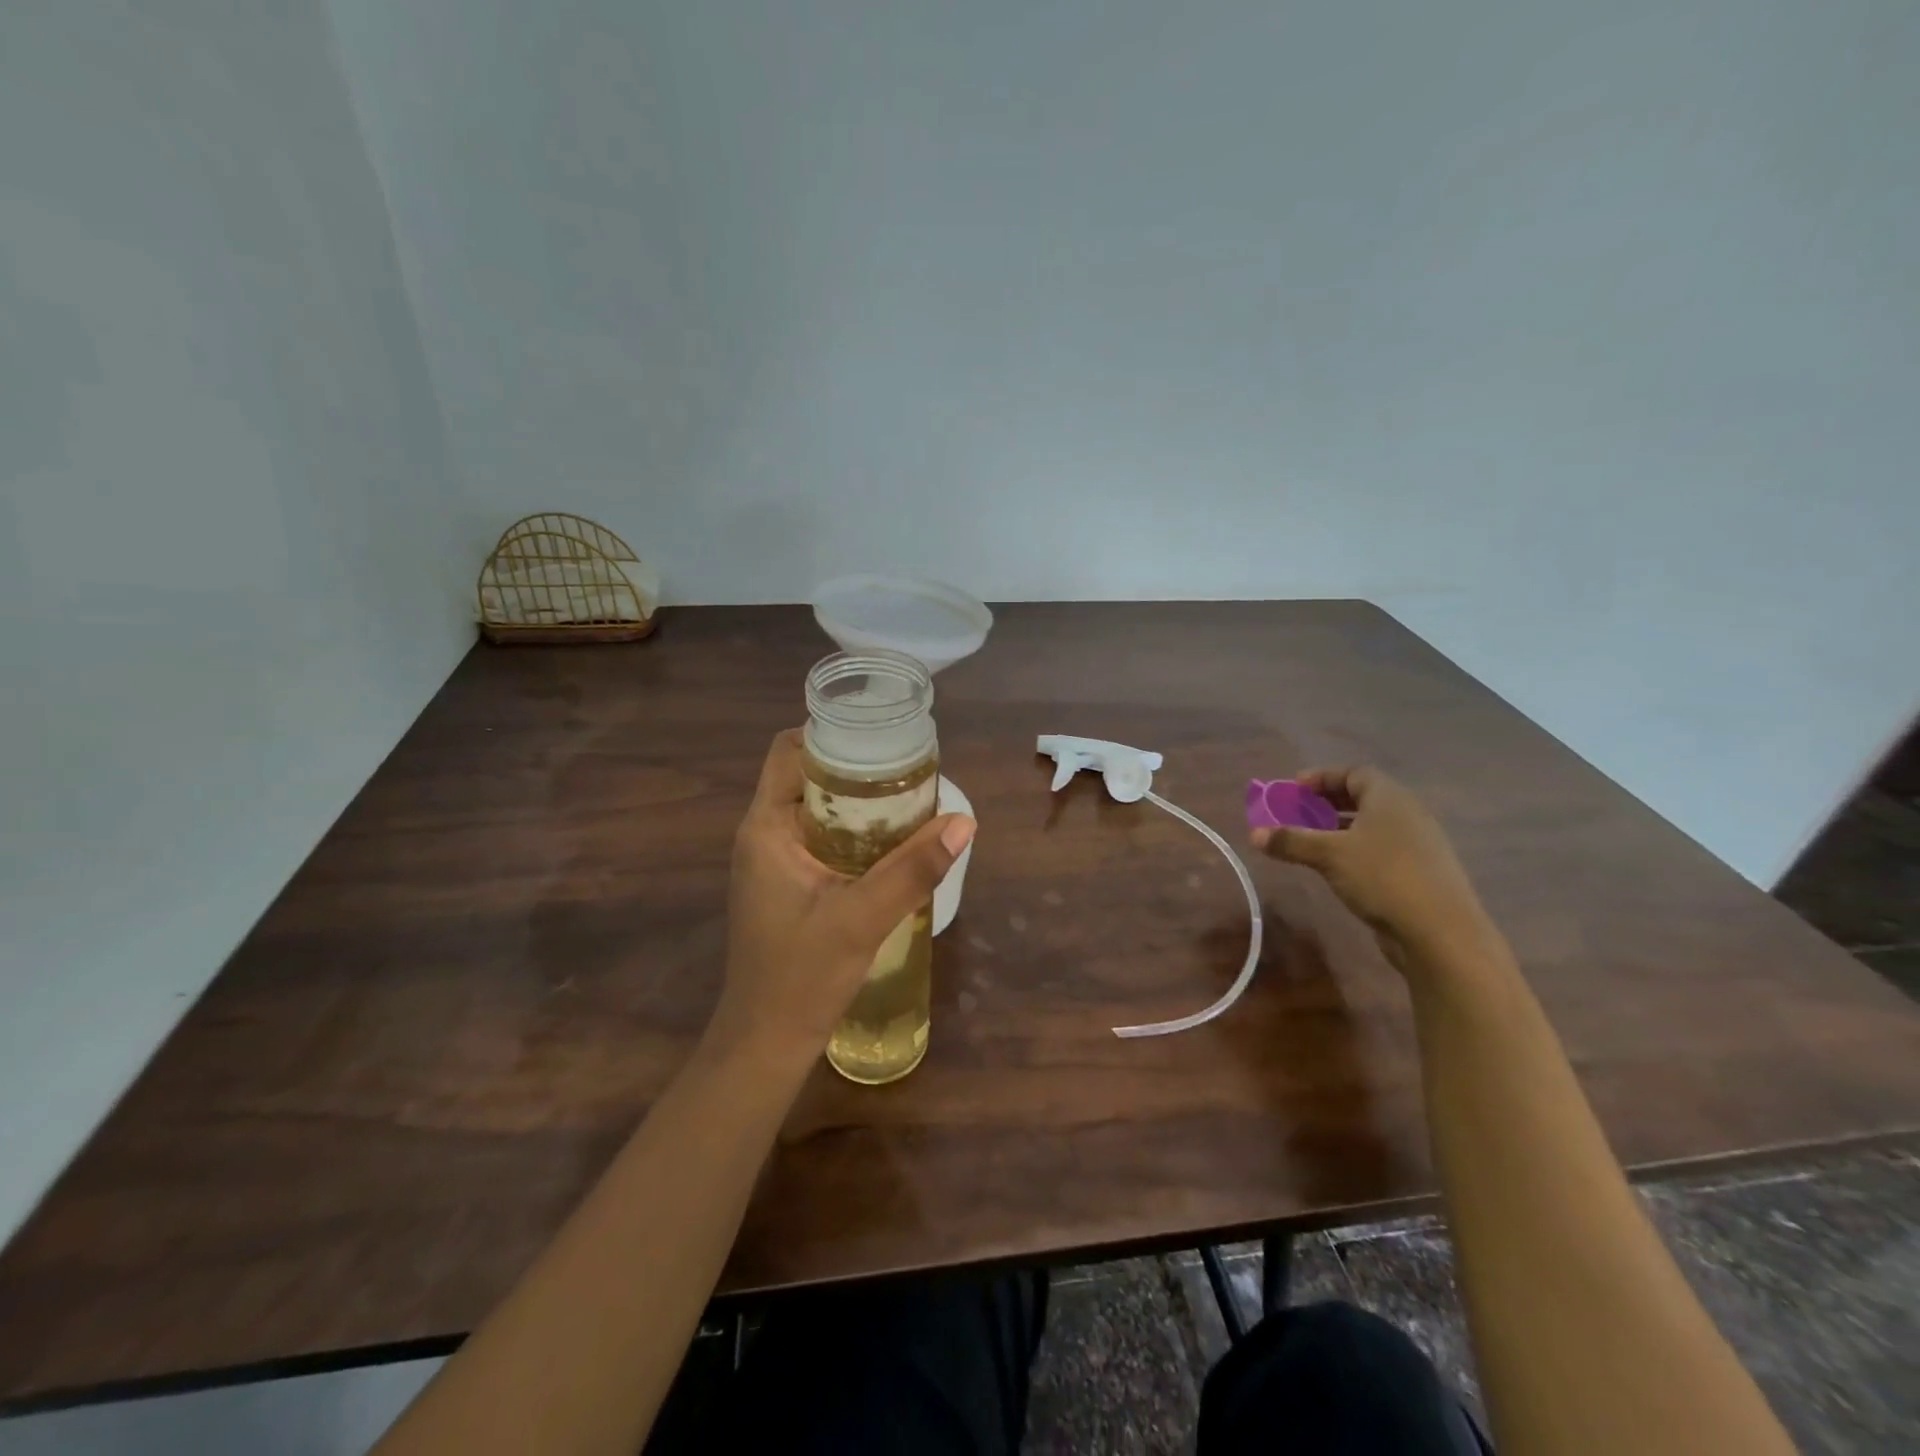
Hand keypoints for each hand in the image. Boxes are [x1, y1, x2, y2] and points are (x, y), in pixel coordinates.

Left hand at [707, 730, 974, 1070]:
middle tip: (909, 769)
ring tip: (910, 798)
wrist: (766, 1043)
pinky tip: (892, 843)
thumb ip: (912, 870)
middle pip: (808, 775)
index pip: (790, 751)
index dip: (831, 734)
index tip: (882, 735)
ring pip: (817, 807)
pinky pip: (821, 837)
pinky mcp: (787, 883)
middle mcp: (763, 834)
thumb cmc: (801, 978)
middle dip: (856, 767)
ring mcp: (773, 860)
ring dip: (858, 801)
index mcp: (766, 828)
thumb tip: (964, 822)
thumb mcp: (861, 919)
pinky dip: (855, 830)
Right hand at [1252, 766, 1492, 968]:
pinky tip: (1337, 868)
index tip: (1293, 789)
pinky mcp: (1420, 873)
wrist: (1440, 932)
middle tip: (1297, 813)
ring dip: (1339, 828)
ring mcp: (1418, 845)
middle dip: (1327, 802)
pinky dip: (1355, 849)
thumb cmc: (1382, 877)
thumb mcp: (1328, 855)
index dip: (1321, 778)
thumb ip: (1291, 841)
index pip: (1354, 773)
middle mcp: (1408, 814)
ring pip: (1372, 825)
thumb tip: (1254, 833)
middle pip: (1363, 797)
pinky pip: (1380, 848)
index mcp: (1390, 798)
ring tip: (1310, 841)